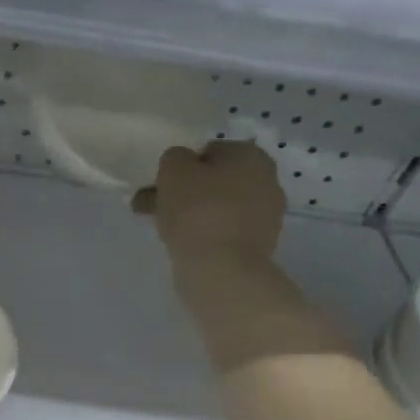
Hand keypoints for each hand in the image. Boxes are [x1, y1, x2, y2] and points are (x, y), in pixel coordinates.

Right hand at [132, 140, 285, 271]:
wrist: (222, 269)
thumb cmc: (198, 210)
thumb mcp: (173, 168)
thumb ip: (175, 157)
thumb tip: (182, 164)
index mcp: (250, 155)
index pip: (209, 151)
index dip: (183, 166)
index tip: (162, 183)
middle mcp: (266, 180)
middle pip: (215, 180)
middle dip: (185, 190)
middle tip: (153, 205)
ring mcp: (266, 215)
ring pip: (217, 206)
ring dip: (192, 212)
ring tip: (160, 227)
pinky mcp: (258, 244)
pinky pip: (224, 230)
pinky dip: (204, 233)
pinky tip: (182, 243)